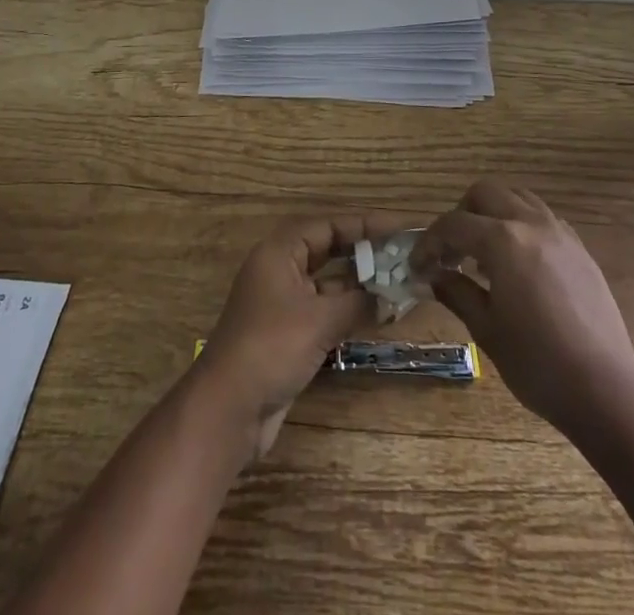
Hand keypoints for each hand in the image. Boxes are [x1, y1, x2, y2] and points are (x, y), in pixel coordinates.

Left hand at [195, 213, 403, 457]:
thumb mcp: (320, 320)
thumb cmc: (272, 348)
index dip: (366, 224)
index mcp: (280, 251)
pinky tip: (379, 315)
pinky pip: (326, 309)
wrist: (229, 409)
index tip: (401, 227)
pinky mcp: (289, 333)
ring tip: (400, 283)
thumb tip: (392, 295)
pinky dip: (350, 309)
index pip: (329, 225)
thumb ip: (359, 302)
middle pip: (329, 249)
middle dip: (365, 251)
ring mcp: (284, 302)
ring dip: (361, 283)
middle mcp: (281, 269)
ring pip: (329, 282)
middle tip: (403, 254)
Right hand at [414, 178, 633, 436]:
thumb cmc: (537, 363)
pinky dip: (521, 225)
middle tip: (451, 252)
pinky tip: (518, 262)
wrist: (605, 390)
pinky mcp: (580, 249)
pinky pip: (543, 218)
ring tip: (484, 253)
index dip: (428, 243)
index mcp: (502, 240)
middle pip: (485, 193)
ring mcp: (560, 233)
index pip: (453, 225)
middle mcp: (530, 223)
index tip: (417, 266)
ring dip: (493, 213)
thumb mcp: (486, 330)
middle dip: (460, 215)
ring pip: (517, 197)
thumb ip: (456, 293)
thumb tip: (432, 277)